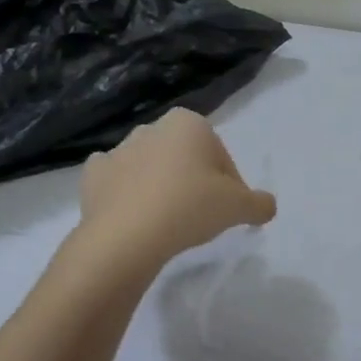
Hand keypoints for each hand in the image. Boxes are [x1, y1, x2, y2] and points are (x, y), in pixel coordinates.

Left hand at [80, 109, 276, 261]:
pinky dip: (125, 193)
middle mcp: (153, 127)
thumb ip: (260, 203)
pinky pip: (117, 181)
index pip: (221, 156)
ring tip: (168, 223)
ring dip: (161, 186)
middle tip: (201, 217)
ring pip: (152, 167)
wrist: (125, 236)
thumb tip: (267, 206)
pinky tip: (135, 216)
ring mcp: (119, 149)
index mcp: (190, 123)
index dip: (229, 184)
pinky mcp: (93, 175)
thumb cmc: (189, 207)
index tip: (227, 210)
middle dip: (194, 181)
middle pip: (186, 158)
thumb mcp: (239, 207)